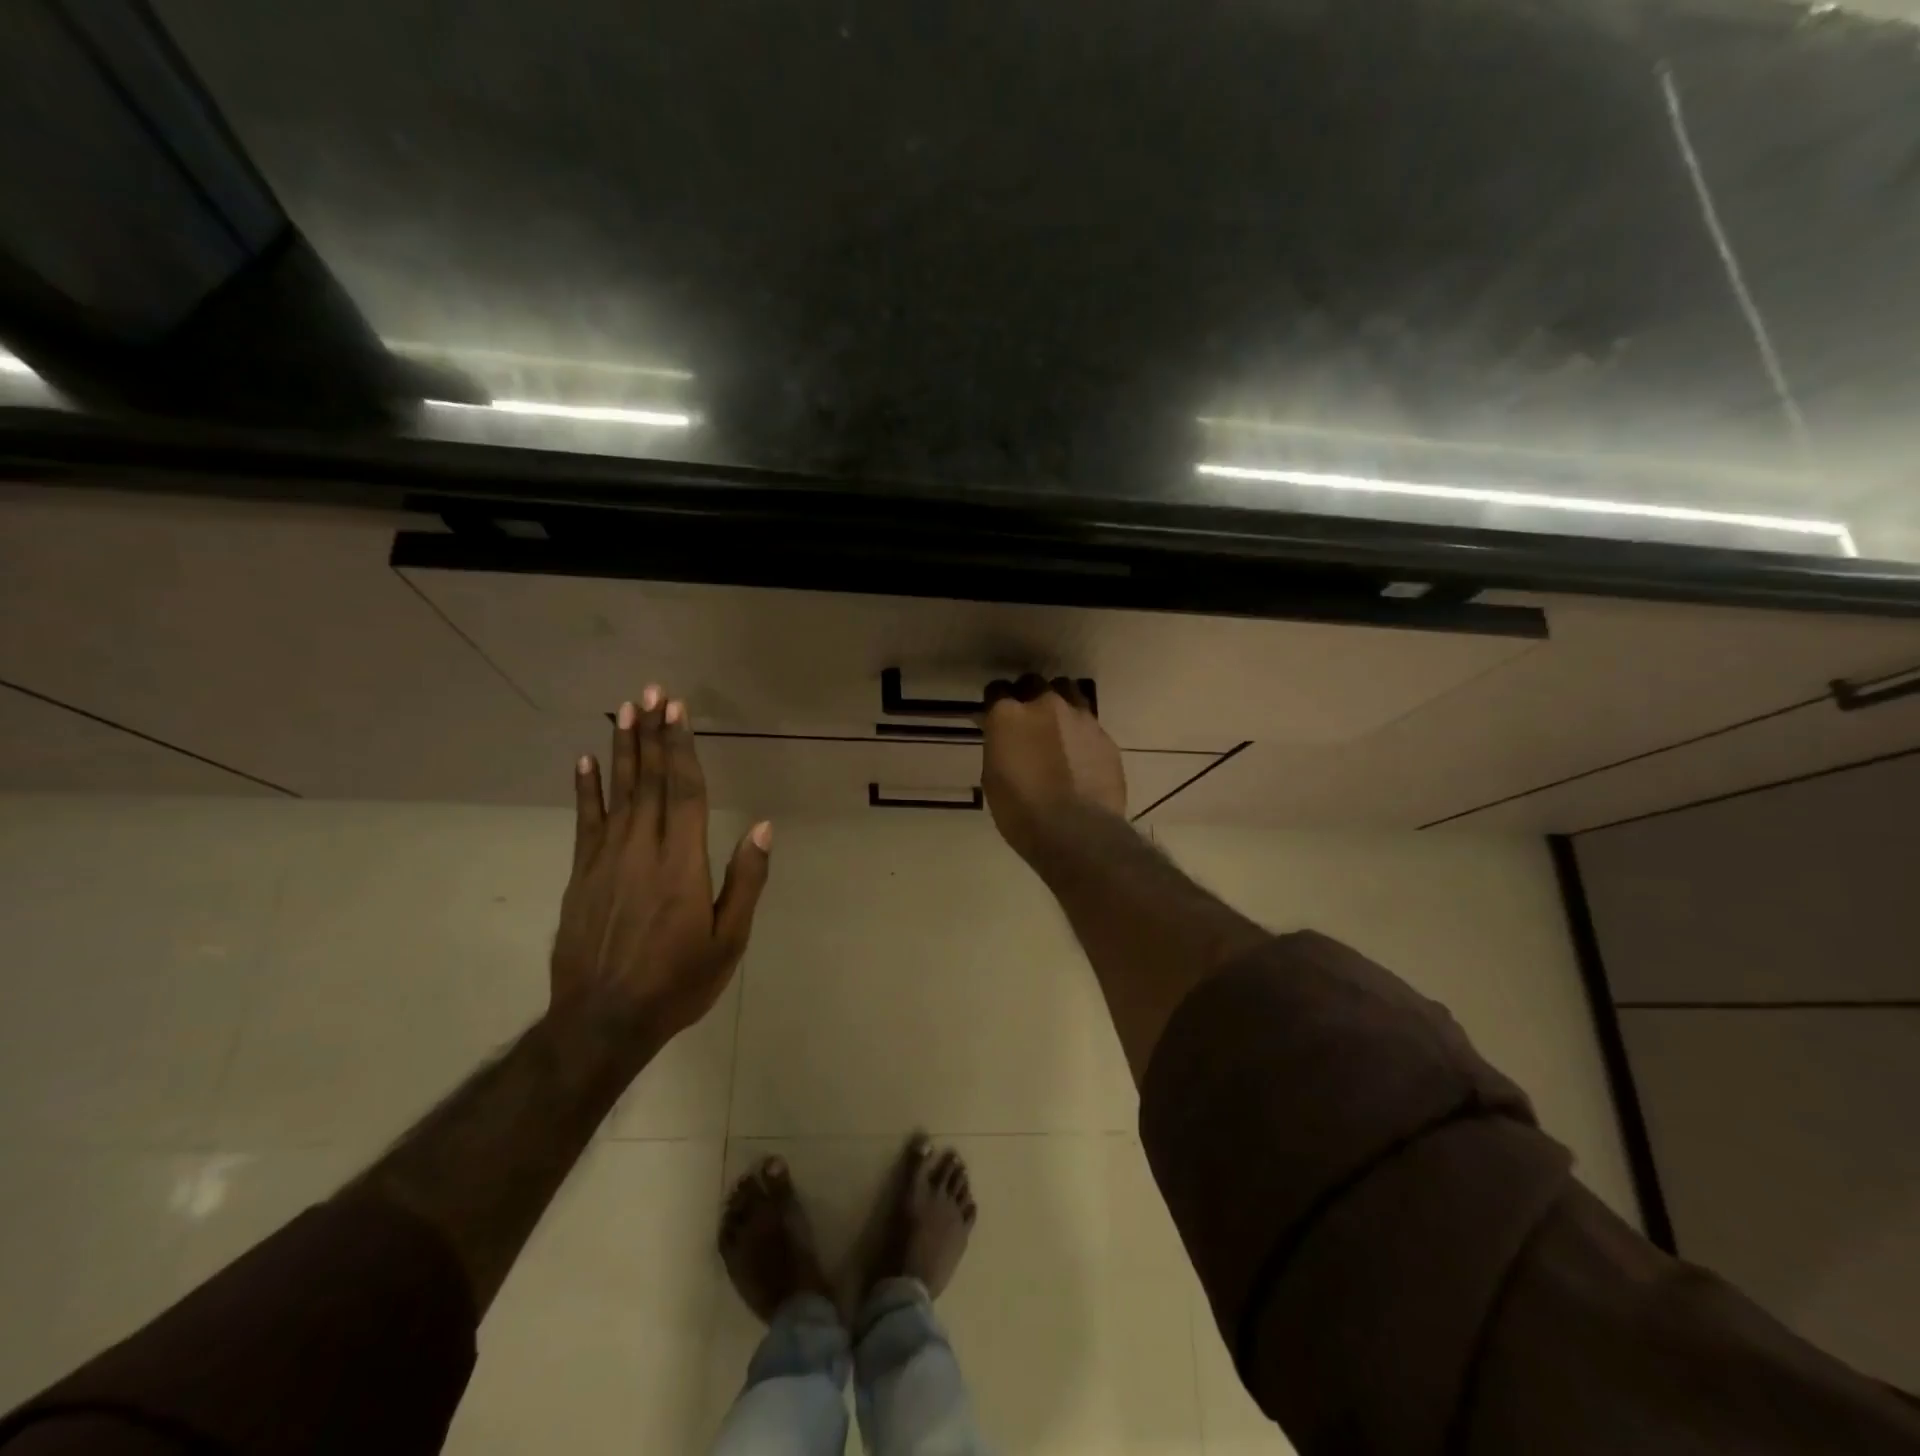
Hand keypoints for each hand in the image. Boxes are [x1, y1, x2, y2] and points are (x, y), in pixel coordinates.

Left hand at [552, 686, 771, 1050]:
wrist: (602, 1021)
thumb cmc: (677, 982)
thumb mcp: (728, 940)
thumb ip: (745, 880)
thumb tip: (762, 827)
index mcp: (681, 863)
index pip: (684, 792)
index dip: (682, 749)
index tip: (678, 711)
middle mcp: (641, 850)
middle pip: (649, 781)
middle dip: (652, 735)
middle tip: (650, 693)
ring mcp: (605, 860)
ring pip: (617, 793)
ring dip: (622, 749)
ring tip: (623, 712)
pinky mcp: (581, 876)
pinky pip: (584, 822)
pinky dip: (586, 790)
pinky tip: (585, 762)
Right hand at [980, 674, 1126, 863]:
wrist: (1076, 831)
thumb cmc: (1021, 811)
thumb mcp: (993, 777)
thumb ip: (999, 746)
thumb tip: (1003, 737)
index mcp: (1009, 714)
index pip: (996, 689)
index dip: (995, 703)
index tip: (995, 717)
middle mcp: (1045, 704)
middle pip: (1033, 683)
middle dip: (1028, 696)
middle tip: (1026, 720)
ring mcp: (1080, 717)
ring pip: (1067, 692)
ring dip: (1058, 703)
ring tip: (1057, 727)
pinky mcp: (1105, 736)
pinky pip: (1089, 722)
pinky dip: (1080, 731)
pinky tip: (1079, 753)